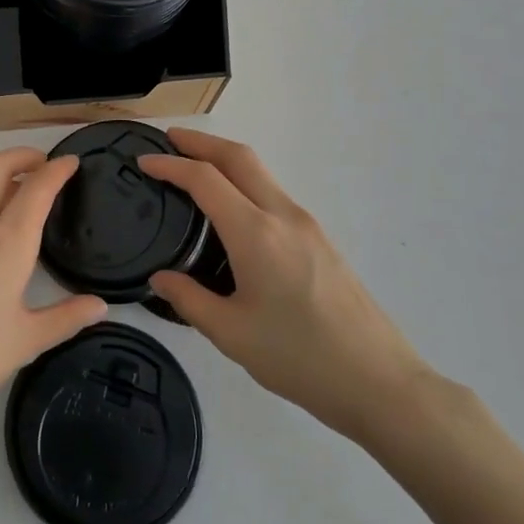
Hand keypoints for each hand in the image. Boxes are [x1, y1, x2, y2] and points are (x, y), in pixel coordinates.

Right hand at [140, 129, 431, 444]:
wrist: (380, 382)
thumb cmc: (300, 358)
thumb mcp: (231, 334)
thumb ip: (188, 299)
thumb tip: (160, 279)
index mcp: (256, 233)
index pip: (205, 179)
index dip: (171, 165)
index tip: (143, 162)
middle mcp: (283, 215)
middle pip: (239, 157)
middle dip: (201, 141)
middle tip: (168, 141)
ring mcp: (308, 225)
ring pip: (261, 173)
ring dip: (225, 160)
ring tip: (194, 170)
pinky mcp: (321, 239)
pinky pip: (274, 194)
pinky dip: (245, 183)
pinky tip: (232, 210)